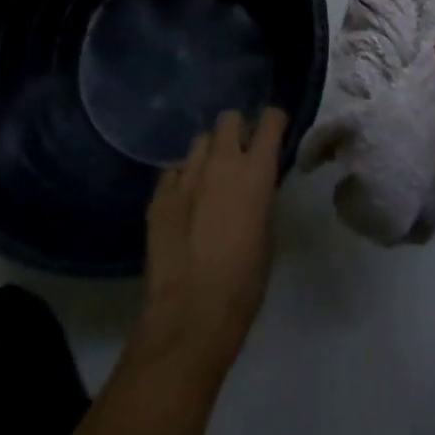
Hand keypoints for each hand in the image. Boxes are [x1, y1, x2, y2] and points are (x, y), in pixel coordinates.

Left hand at [137, 107, 287, 378]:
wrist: (190, 315)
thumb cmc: (243, 283)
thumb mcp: (267, 235)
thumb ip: (261, 199)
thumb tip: (254, 188)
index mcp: (255, 172)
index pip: (270, 121)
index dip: (274, 121)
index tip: (275, 131)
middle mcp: (220, 163)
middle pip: (228, 119)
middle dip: (236, 130)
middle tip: (239, 154)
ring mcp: (185, 176)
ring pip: (198, 142)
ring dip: (208, 154)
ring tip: (209, 179)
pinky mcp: (158, 195)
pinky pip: (173, 171)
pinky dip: (182, 180)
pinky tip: (184, 202)